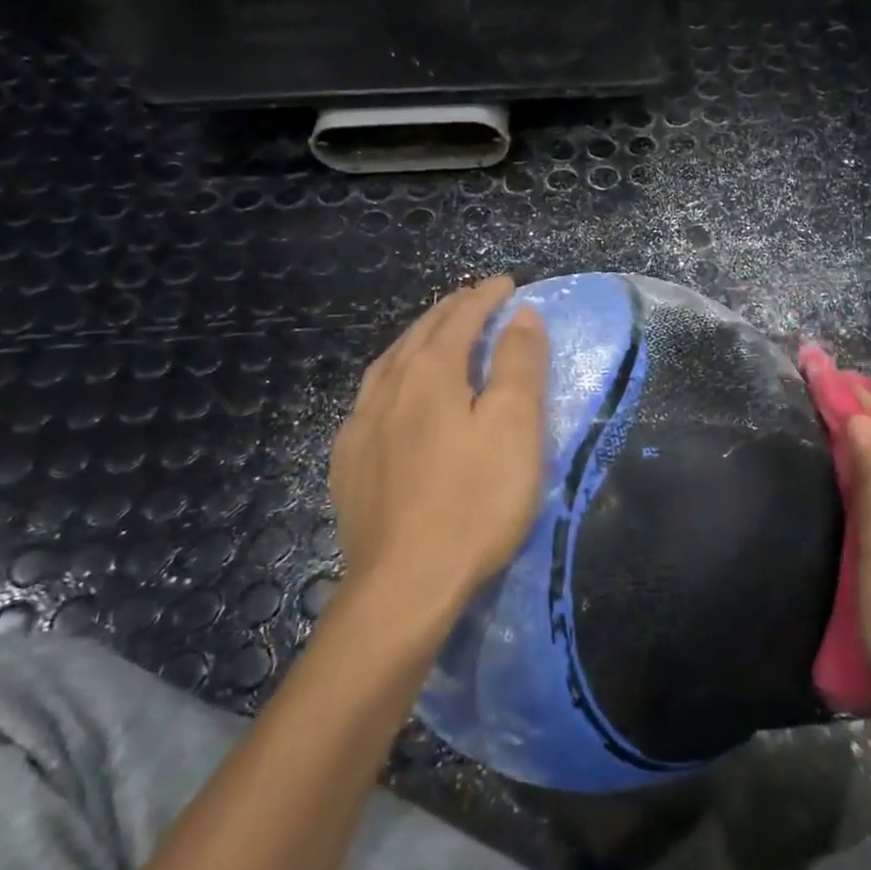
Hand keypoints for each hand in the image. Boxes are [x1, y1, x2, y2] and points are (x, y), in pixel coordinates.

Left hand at [327, 277, 548, 627]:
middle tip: (475, 299)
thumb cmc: (475, 501)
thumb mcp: (515, 426)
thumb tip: (522, 315)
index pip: (460, 318)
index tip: (508, 284)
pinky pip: (369, 399)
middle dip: (450, 311)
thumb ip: (519, 364)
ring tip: (434, 335)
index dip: (486, 297)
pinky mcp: (348, 463)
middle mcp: (387, 389)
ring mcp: (360, 427)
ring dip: (417, 340)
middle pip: (420, 334)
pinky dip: (392, 378)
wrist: (405, 584)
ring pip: (389, 364)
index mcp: (430, 374)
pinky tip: (394, 396)